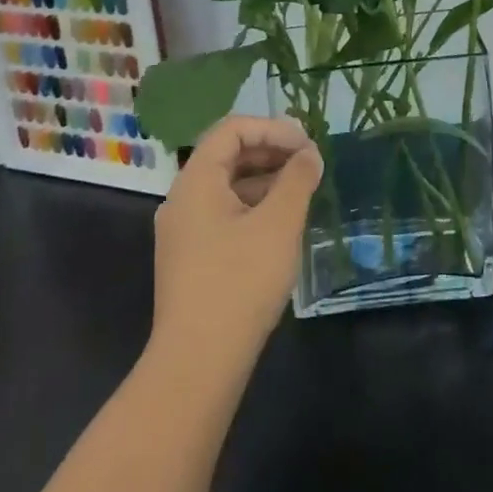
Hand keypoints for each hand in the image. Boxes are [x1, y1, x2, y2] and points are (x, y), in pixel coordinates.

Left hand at [149, 115, 321, 377]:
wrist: (198, 362)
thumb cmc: (240, 282)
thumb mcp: (279, 224)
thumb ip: (297, 180)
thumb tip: (309, 155)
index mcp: (195, 181)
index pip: (232, 130)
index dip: (273, 129)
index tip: (307, 146)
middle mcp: (182, 199)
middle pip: (226, 156)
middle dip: (271, 152)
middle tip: (310, 164)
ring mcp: (183, 231)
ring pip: (226, 187)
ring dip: (265, 180)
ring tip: (302, 192)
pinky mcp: (191, 258)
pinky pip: (223, 214)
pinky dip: (253, 207)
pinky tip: (281, 225)